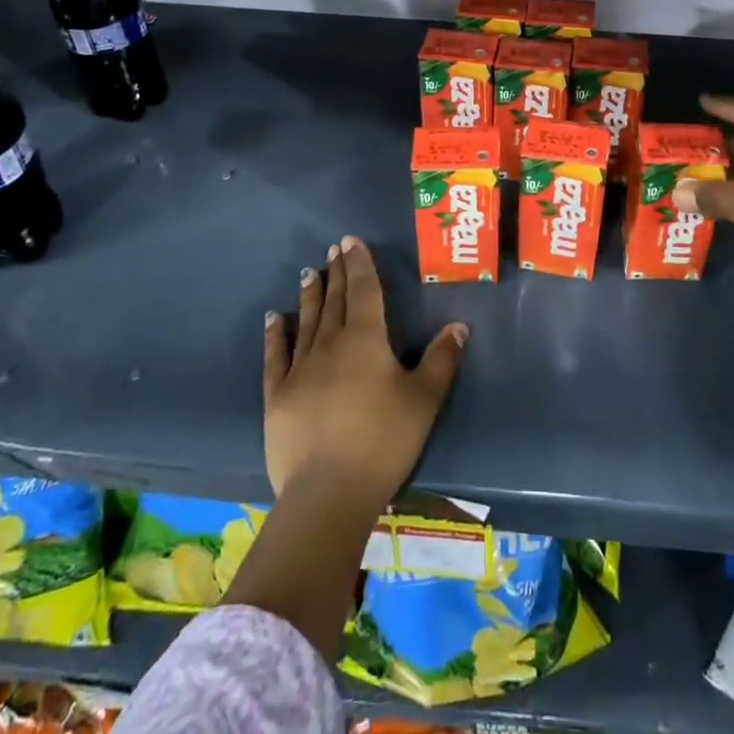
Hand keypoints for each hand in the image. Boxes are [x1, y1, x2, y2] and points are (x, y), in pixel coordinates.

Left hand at [262, 236, 467, 506]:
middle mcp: (331, 344)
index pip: (364, 290)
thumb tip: (458, 325)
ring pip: (307, 321)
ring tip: (309, 272)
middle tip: (333, 249)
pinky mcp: (278, 396)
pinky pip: (276, 356)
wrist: (328, 493)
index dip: (359, 264)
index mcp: (366, 340)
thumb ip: (442, 360)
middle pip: (335, 301)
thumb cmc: (383, 441)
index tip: (351, 240)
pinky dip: (275, 334)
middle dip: (337, 273)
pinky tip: (274, 317)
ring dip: (310, 295)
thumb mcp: (424, 400)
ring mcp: (300, 369)